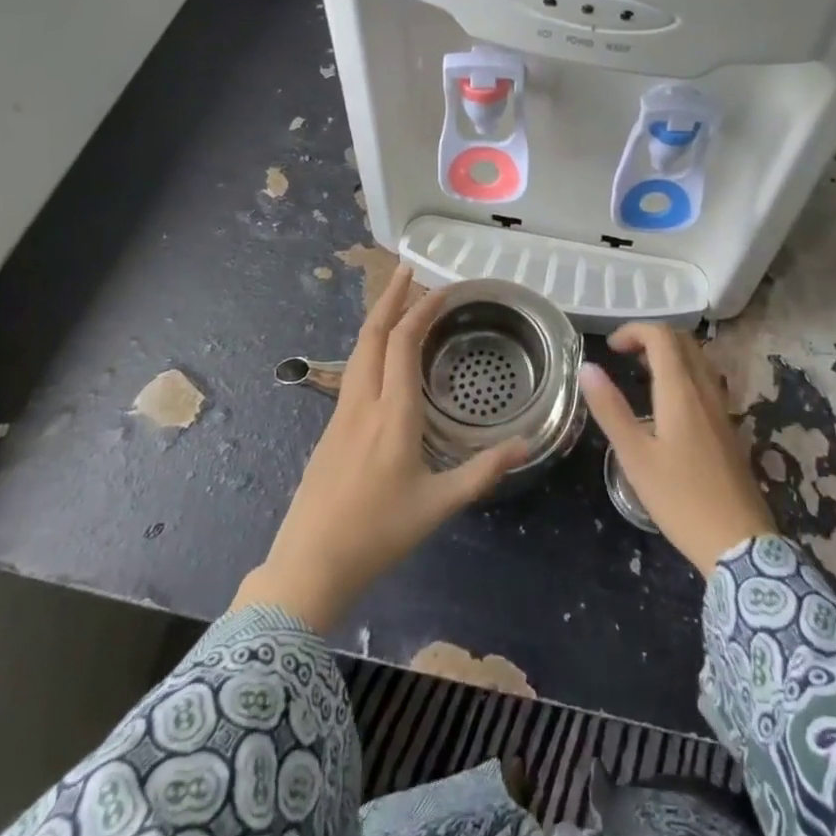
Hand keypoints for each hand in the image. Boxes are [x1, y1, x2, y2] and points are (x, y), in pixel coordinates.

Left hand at [234, 267, 531, 629]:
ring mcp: (340, 415)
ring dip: (377, 319)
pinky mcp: (330, 430)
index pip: (403, 343)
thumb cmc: (378, 534)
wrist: (308, 565)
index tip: (443, 288)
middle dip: (390, 298)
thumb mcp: (439, 505)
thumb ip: (483, 472)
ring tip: (397, 302)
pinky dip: (370, 346)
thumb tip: (526, 445)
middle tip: (408, 270)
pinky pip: (352, 371)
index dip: (421, 310)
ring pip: (357, 351)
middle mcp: (362, 403)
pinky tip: (381, 357)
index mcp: (392, 414)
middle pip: (371, 335)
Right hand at [580, 324, 777, 576]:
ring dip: (669, 354)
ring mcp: (722, 408)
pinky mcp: (729, 427)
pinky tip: (667, 405)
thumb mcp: (635, 457)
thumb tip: (586, 367)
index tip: (610, 348)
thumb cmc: (680, 499)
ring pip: (698, 360)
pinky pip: (706, 381)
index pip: (662, 336)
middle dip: (651, 337)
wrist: (739, 542)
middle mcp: (706, 390)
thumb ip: (610, 409)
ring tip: (641, 374)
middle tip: (623, 356)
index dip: (634, 330)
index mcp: (681, 391)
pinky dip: (683, 374)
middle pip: (683, 342)